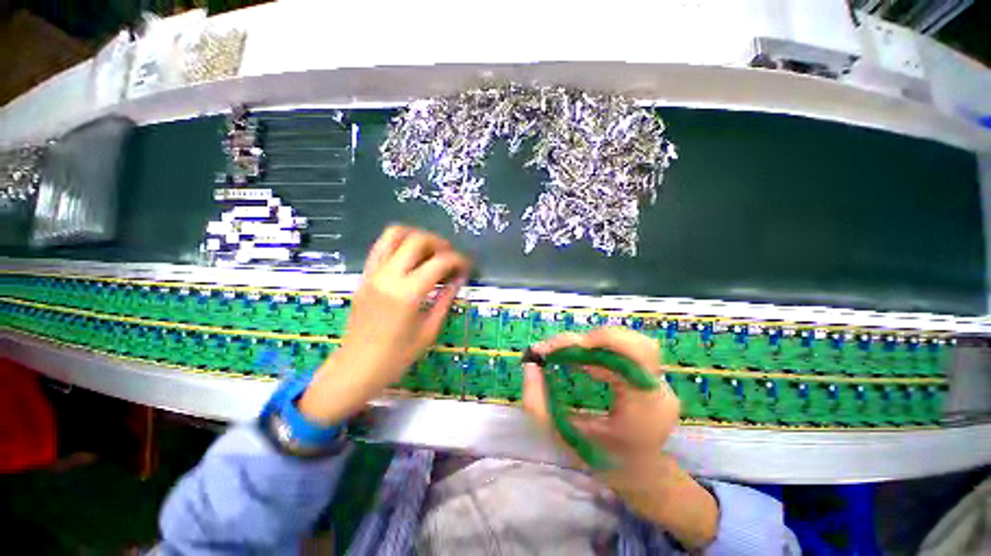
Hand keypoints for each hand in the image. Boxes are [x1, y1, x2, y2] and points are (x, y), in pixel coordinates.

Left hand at [298, 226, 470, 423]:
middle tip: (450, 258)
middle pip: (417, 240)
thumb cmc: (397, 356)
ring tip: (430, 251)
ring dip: (417, 237)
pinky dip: (399, 244)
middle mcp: (388, 276)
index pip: (439, 262)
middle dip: (440, 243)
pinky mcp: (364, 275)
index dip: (459, 260)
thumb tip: (459, 279)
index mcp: (407, 293)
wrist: (356, 368)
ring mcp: (373, 273)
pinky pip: (381, 247)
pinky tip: (411, 258)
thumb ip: (445, 299)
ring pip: (394, 234)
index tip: (467, 267)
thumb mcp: (429, 330)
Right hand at [521, 328, 716, 548]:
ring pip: (632, 342)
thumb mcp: (562, 437)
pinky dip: (602, 348)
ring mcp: (661, 382)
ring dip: (597, 342)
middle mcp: (659, 391)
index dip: (600, 342)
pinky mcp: (653, 376)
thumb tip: (529, 365)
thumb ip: (538, 404)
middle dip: (593, 340)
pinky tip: (586, 360)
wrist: (639, 474)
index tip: (563, 347)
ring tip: (572, 355)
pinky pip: (628, 349)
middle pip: (636, 344)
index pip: (635, 357)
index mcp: (645, 410)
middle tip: (561, 350)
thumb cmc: (601, 460)